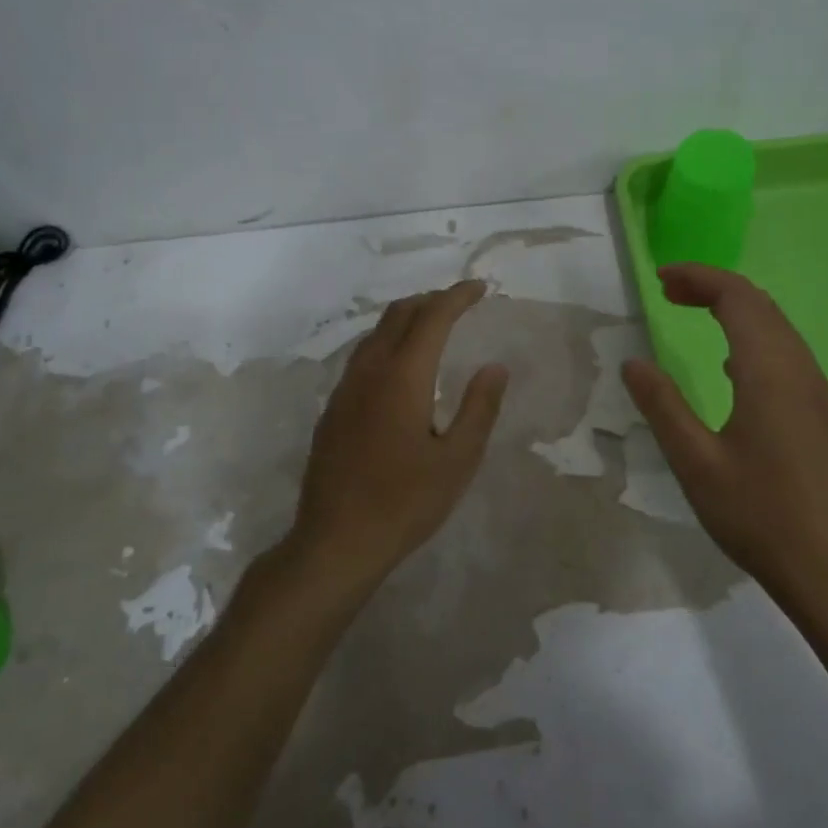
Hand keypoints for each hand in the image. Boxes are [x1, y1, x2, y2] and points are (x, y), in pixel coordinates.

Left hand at [287, 280, 508, 593]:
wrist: (336, 540)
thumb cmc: (405, 503)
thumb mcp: (457, 460)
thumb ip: (479, 408)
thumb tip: (495, 367)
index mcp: (403, 377)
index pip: (432, 318)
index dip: (457, 296)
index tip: (480, 288)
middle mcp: (369, 372)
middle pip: (398, 315)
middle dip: (431, 300)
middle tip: (459, 303)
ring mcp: (345, 389)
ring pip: (375, 333)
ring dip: (406, 319)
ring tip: (433, 326)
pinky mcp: (333, 409)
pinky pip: (362, 356)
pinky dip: (387, 342)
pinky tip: (400, 367)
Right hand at [622, 264, 827, 642]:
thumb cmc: (759, 514)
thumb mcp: (695, 462)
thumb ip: (662, 406)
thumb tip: (633, 363)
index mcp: (768, 371)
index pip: (736, 298)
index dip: (699, 278)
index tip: (661, 279)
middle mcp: (798, 369)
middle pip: (759, 304)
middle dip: (714, 287)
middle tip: (669, 292)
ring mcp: (816, 392)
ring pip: (777, 327)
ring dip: (735, 310)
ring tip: (693, 314)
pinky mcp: (821, 414)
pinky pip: (786, 353)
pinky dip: (752, 337)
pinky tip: (730, 366)